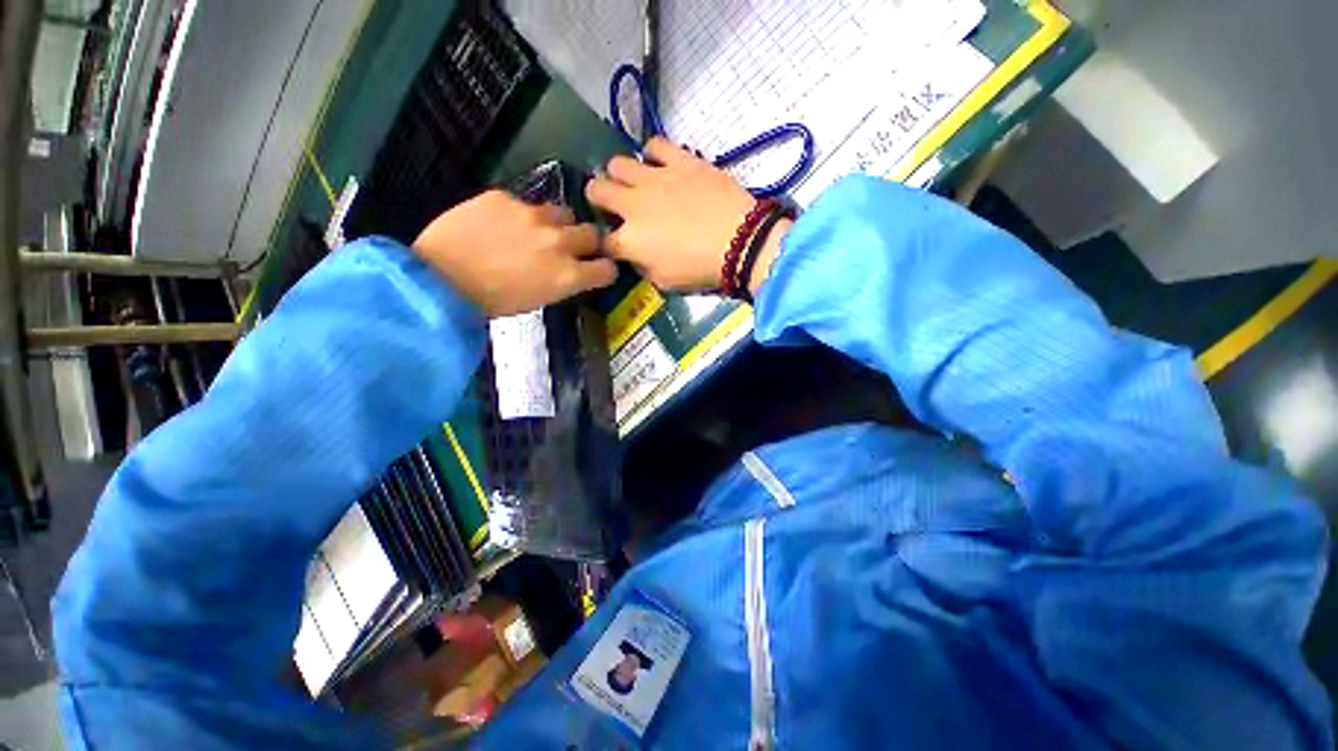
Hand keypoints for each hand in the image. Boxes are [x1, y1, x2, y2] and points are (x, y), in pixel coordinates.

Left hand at [412, 190, 615, 316]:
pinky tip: (499, 225)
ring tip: (535, 231)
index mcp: (568, 275)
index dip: (604, 269)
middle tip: (570, 247)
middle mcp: (558, 242)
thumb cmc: (492, 302)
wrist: (440, 279)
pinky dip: (519, 215)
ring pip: (561, 212)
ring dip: (556, 224)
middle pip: (592, 233)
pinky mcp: (504, 197)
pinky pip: (523, 203)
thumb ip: (563, 280)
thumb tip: (571, 269)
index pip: (607, 268)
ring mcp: (532, 215)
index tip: (597, 269)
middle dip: (586, 241)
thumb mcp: (539, 300)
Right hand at [585, 138, 755, 291]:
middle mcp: (632, 205)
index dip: (604, 242)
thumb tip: (635, 255)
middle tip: (616, 205)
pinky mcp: (679, 160)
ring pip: (617, 163)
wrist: (739, 242)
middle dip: (599, 199)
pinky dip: (653, 154)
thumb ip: (642, 267)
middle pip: (595, 190)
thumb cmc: (700, 269)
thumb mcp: (665, 282)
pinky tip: (662, 165)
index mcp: (629, 240)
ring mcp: (654, 178)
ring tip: (637, 183)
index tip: (613, 243)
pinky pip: (654, 144)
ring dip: (621, 175)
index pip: (601, 240)